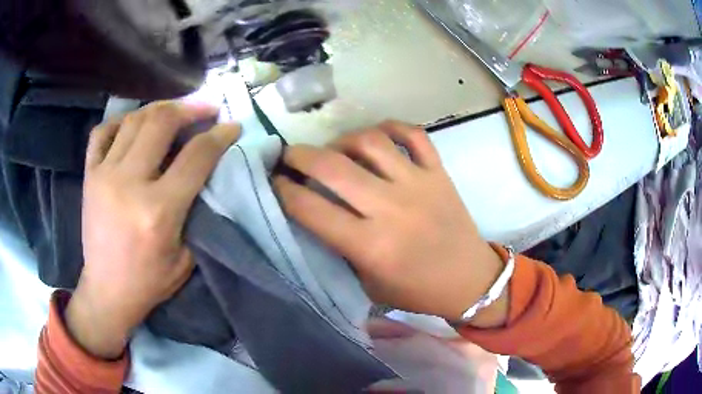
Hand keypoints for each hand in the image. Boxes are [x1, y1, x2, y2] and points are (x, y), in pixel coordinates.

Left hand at [66, 101, 239, 358]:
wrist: (107, 290)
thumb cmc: (149, 281)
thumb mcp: (186, 256)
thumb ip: (196, 211)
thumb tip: (206, 171)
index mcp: (158, 211)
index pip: (196, 156)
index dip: (219, 135)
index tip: (231, 125)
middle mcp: (128, 184)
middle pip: (161, 122)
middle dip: (190, 108)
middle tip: (205, 108)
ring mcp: (104, 175)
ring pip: (134, 120)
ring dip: (160, 108)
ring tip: (174, 111)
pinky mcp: (89, 175)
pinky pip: (103, 132)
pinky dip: (121, 121)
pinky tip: (133, 125)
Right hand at [274, 121, 506, 324]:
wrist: (468, 280)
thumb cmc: (416, 291)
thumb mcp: (367, 284)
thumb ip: (338, 249)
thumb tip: (312, 212)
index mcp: (371, 245)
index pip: (311, 208)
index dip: (284, 191)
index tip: (274, 181)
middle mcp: (392, 208)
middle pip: (333, 166)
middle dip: (300, 156)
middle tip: (290, 156)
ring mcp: (419, 184)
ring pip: (370, 142)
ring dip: (342, 140)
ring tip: (335, 150)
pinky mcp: (439, 172)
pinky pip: (412, 134)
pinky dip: (390, 127)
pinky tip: (376, 137)